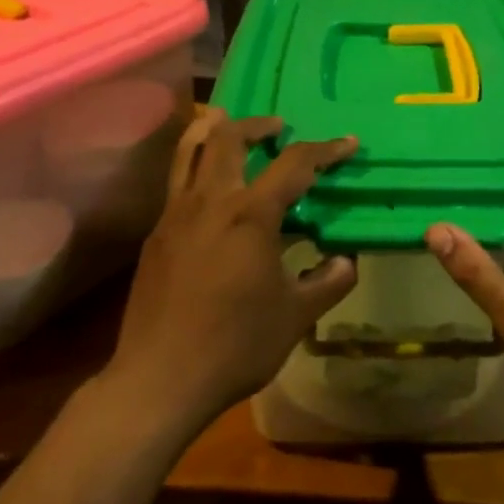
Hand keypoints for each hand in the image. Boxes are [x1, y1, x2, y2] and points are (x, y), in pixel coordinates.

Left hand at [108, 108, 358, 425]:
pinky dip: (195, 166)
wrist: (160, 379)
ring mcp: (174, 216)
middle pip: (227, 138)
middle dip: (256, 124)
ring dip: (213, 130)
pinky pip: (176, 183)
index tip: (348, 143)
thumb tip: (346, 261)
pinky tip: (210, 191)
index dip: (326, 150)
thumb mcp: (297, 316)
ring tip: (229, 124)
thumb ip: (329, 282)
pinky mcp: (155, 236)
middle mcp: (209, 202)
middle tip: (278, 126)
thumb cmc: (236, 345)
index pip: (295, 165)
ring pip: (188, 151)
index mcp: (250, 215)